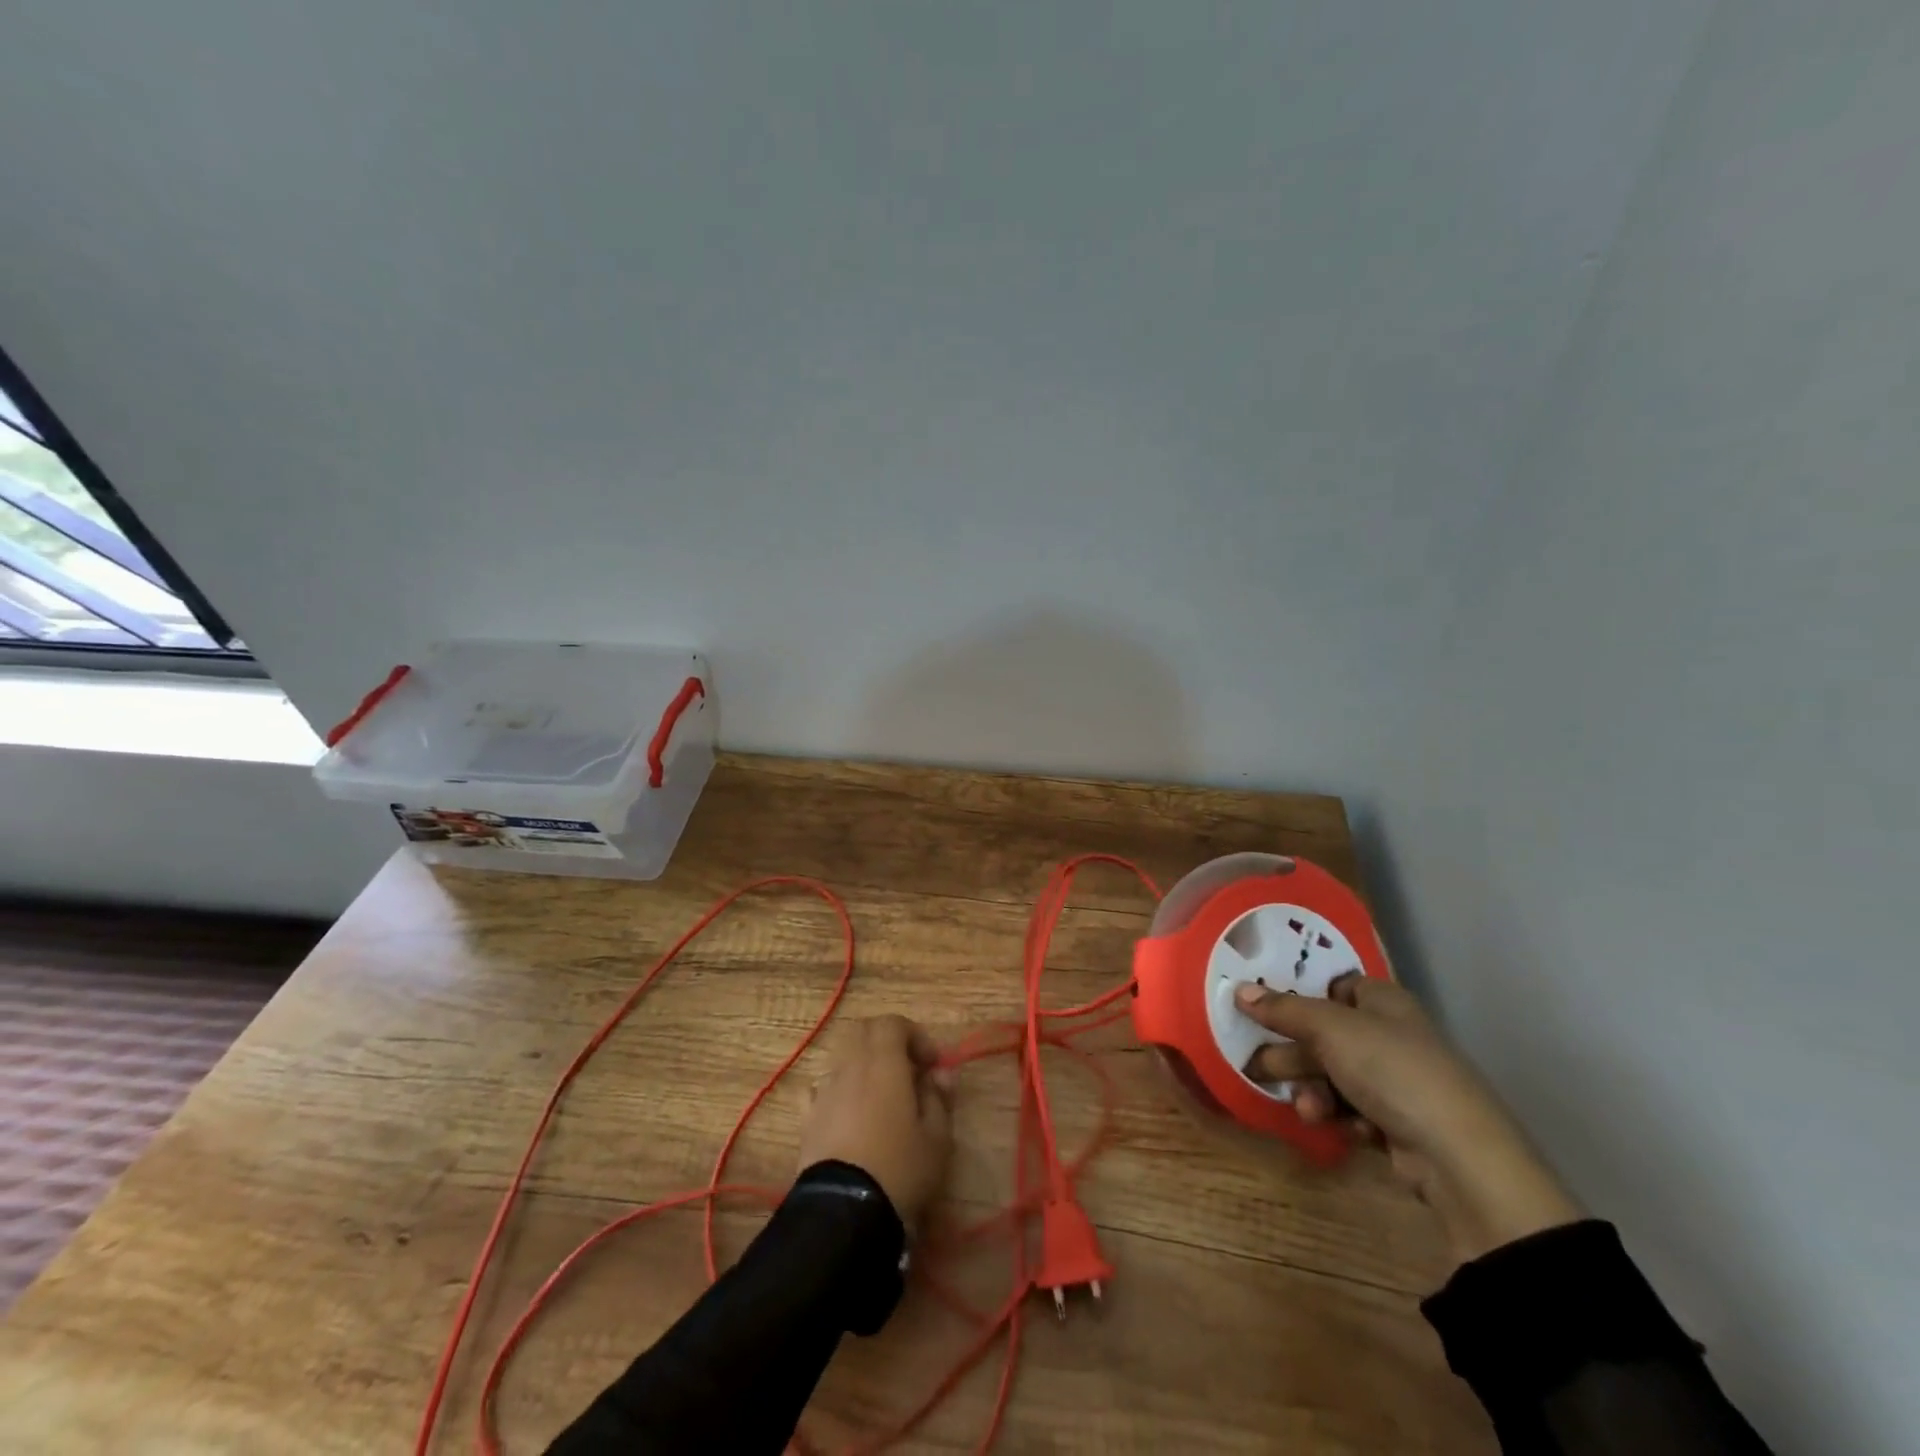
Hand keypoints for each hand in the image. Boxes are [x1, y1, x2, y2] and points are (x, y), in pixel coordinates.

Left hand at [798, 1015, 954, 1227]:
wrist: (843, 1212)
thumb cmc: (900, 1168)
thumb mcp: (937, 1137)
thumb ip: (939, 1098)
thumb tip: (941, 1074)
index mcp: (884, 1063)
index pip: (893, 1023)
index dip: (915, 1036)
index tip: (931, 1064)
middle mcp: (850, 1066)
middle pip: (864, 1031)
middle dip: (887, 1041)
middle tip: (907, 1070)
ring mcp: (825, 1090)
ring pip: (842, 1057)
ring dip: (863, 1064)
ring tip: (880, 1096)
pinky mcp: (807, 1117)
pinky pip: (822, 1087)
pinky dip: (839, 1089)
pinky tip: (850, 1115)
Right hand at [1235, 977, 1580, 1265]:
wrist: (1459, 1156)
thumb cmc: (1392, 1070)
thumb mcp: (1329, 1030)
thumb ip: (1283, 1010)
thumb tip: (1239, 990)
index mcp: (1383, 1002)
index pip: (1335, 986)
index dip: (1301, 995)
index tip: (1263, 1006)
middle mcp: (1390, 1035)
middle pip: (1325, 1035)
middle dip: (1292, 1053)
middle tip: (1255, 1065)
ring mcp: (1396, 1081)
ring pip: (1334, 1076)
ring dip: (1313, 1091)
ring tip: (1306, 1109)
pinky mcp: (1398, 1122)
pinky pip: (1352, 1110)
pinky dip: (1340, 1117)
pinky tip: (1341, 1128)